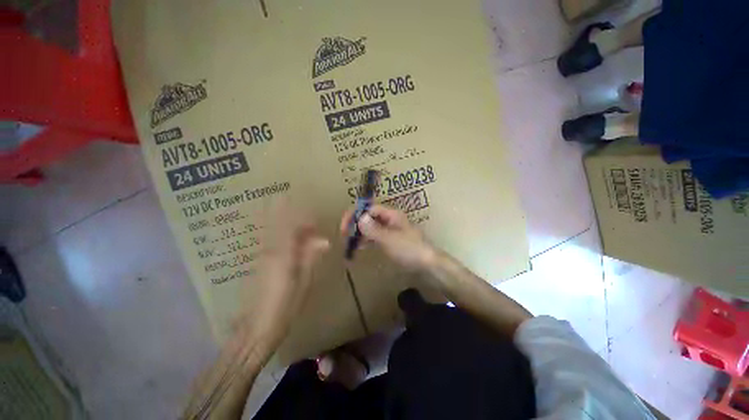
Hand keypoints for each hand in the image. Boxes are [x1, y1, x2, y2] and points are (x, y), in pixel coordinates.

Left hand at [251, 202, 329, 330]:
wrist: (256, 328)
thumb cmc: (285, 306)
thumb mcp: (304, 282)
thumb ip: (311, 257)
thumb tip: (325, 240)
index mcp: (283, 255)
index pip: (292, 228)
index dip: (304, 219)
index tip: (316, 219)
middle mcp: (270, 252)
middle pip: (282, 227)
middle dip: (297, 221)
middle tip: (312, 226)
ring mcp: (262, 257)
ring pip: (277, 234)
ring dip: (291, 229)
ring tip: (306, 234)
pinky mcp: (260, 265)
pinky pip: (273, 244)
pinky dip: (285, 239)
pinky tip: (294, 246)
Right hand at [340, 204, 434, 270]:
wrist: (427, 264)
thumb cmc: (410, 249)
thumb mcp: (390, 239)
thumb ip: (373, 229)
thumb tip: (359, 218)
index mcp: (392, 215)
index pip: (370, 208)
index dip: (356, 214)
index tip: (345, 225)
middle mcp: (390, 220)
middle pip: (369, 216)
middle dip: (356, 223)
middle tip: (344, 234)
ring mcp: (390, 231)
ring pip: (371, 227)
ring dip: (360, 232)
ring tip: (348, 241)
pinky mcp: (390, 241)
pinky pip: (375, 237)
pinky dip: (366, 240)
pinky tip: (359, 246)